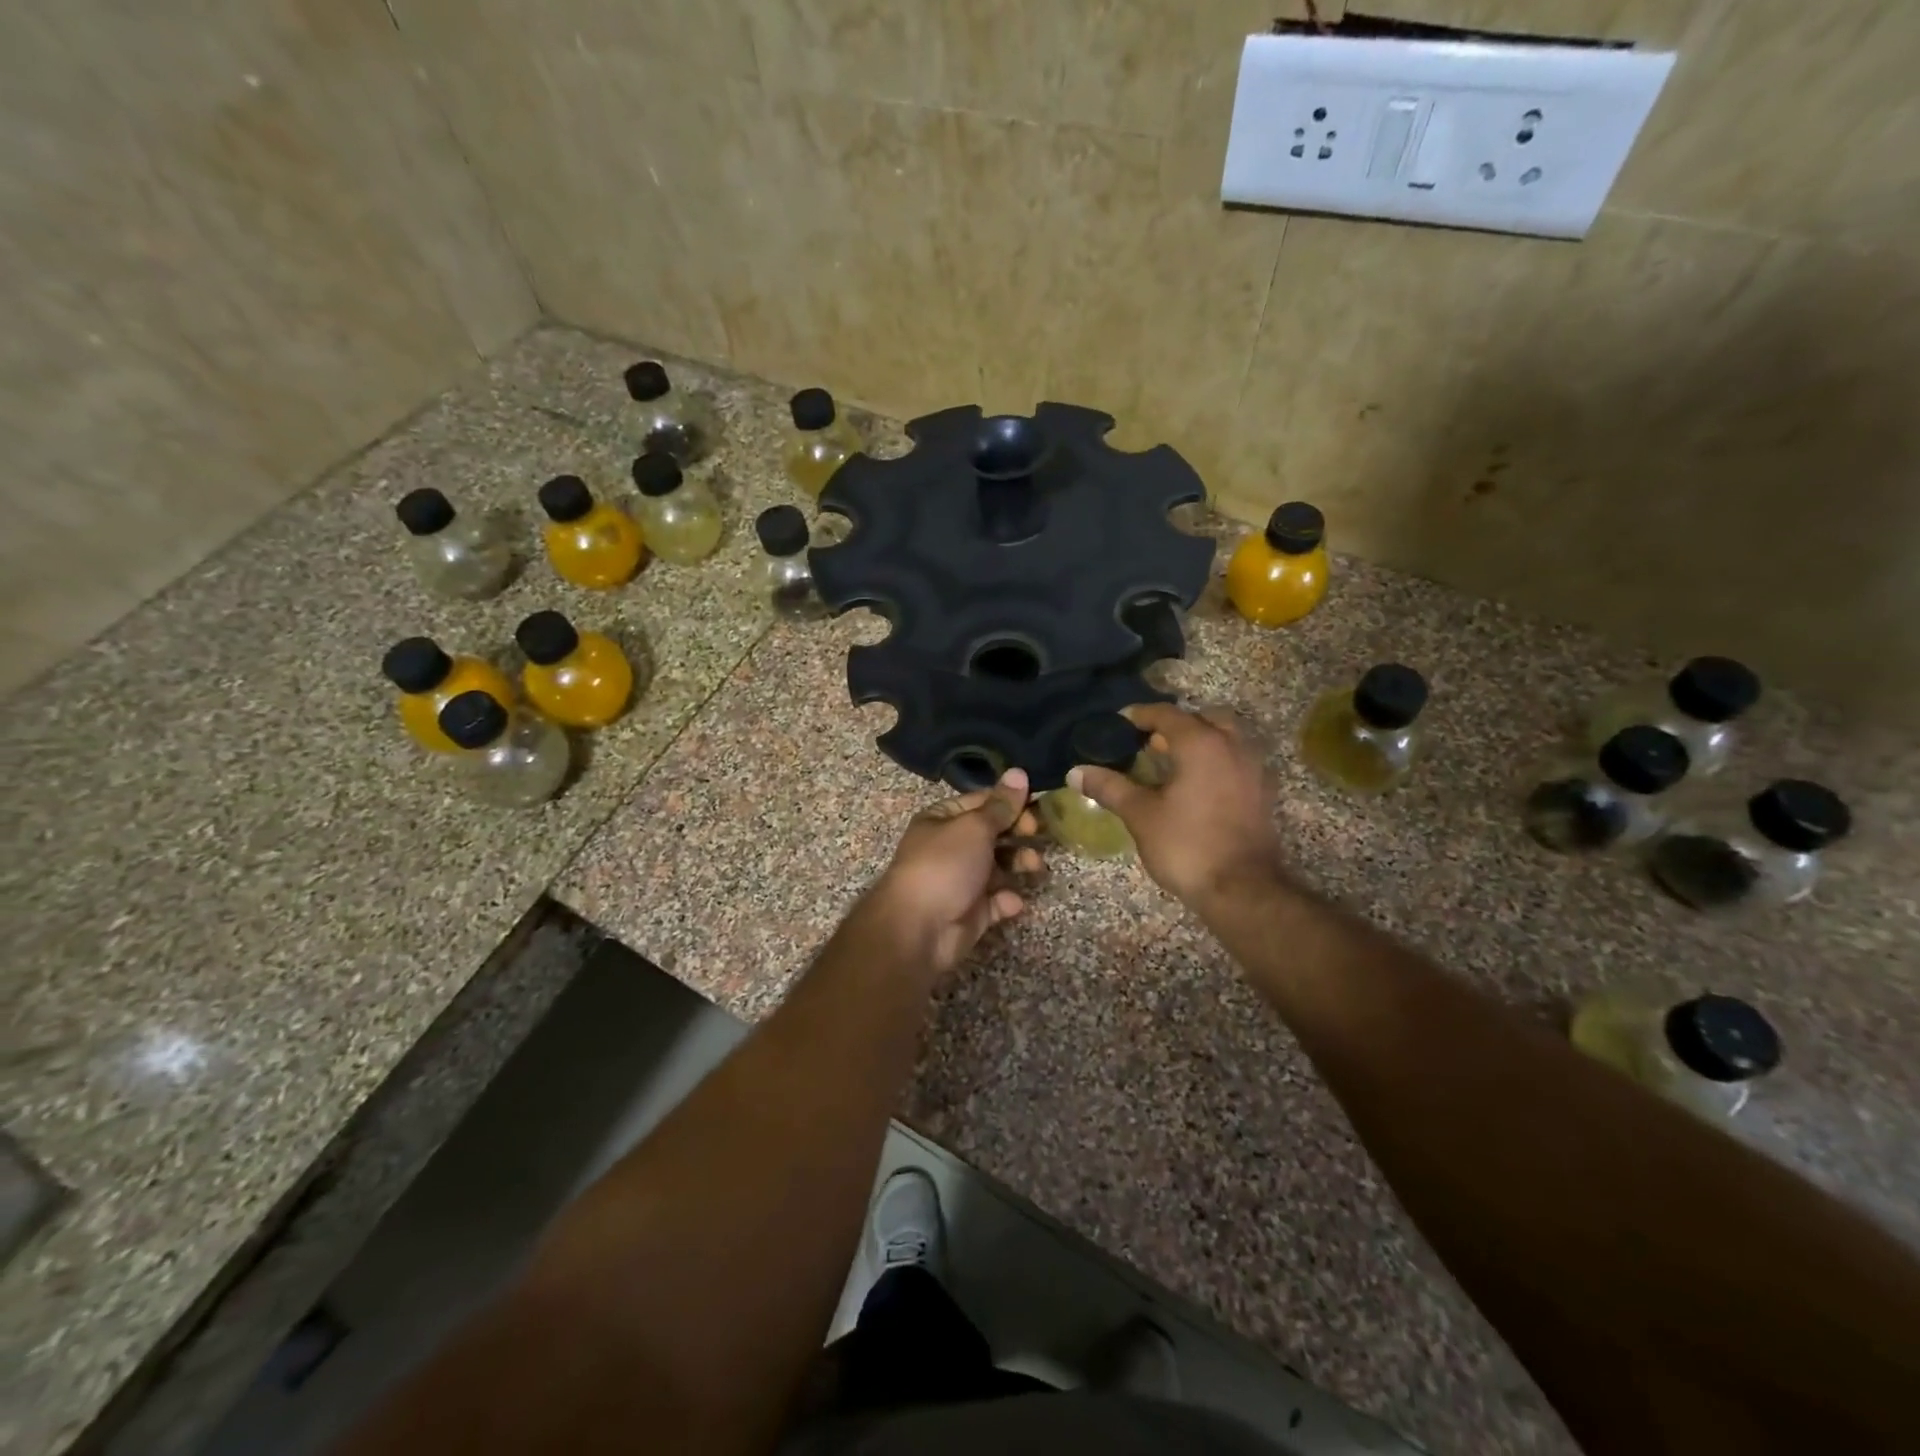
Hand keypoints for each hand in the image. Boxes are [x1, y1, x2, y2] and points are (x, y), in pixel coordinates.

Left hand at [860, 769, 1043, 978]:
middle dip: (1019, 833)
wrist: (919, 929)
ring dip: (1019, 864)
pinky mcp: (971, 912)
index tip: (1036, 807)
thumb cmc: (945, 865)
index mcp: (942, 819)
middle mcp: (950, 847)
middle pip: (993, 834)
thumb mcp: (975, 827)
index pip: (982, 802)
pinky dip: (1007, 900)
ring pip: (999, 867)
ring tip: (1035, 866)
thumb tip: (1020, 772)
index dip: (1010, 803)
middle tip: (1039, 834)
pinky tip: (1011, 901)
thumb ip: (1001, 805)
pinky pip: (997, 901)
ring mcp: (961, 881)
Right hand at [1069, 703, 1283, 906]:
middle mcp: (1233, 746)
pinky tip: (1196, 786)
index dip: (1140, 715)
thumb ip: (1110, 787)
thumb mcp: (1141, 815)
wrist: (1242, 891)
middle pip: (1205, 718)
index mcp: (1201, 744)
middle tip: (1150, 742)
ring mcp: (1254, 770)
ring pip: (1226, 738)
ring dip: (1200, 741)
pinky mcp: (1262, 793)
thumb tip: (1076, 772)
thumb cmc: (1188, 845)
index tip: (1119, 723)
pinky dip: (1216, 761)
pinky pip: (1236, 761)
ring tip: (1171, 763)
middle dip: (1177, 724)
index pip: (1167, 714)